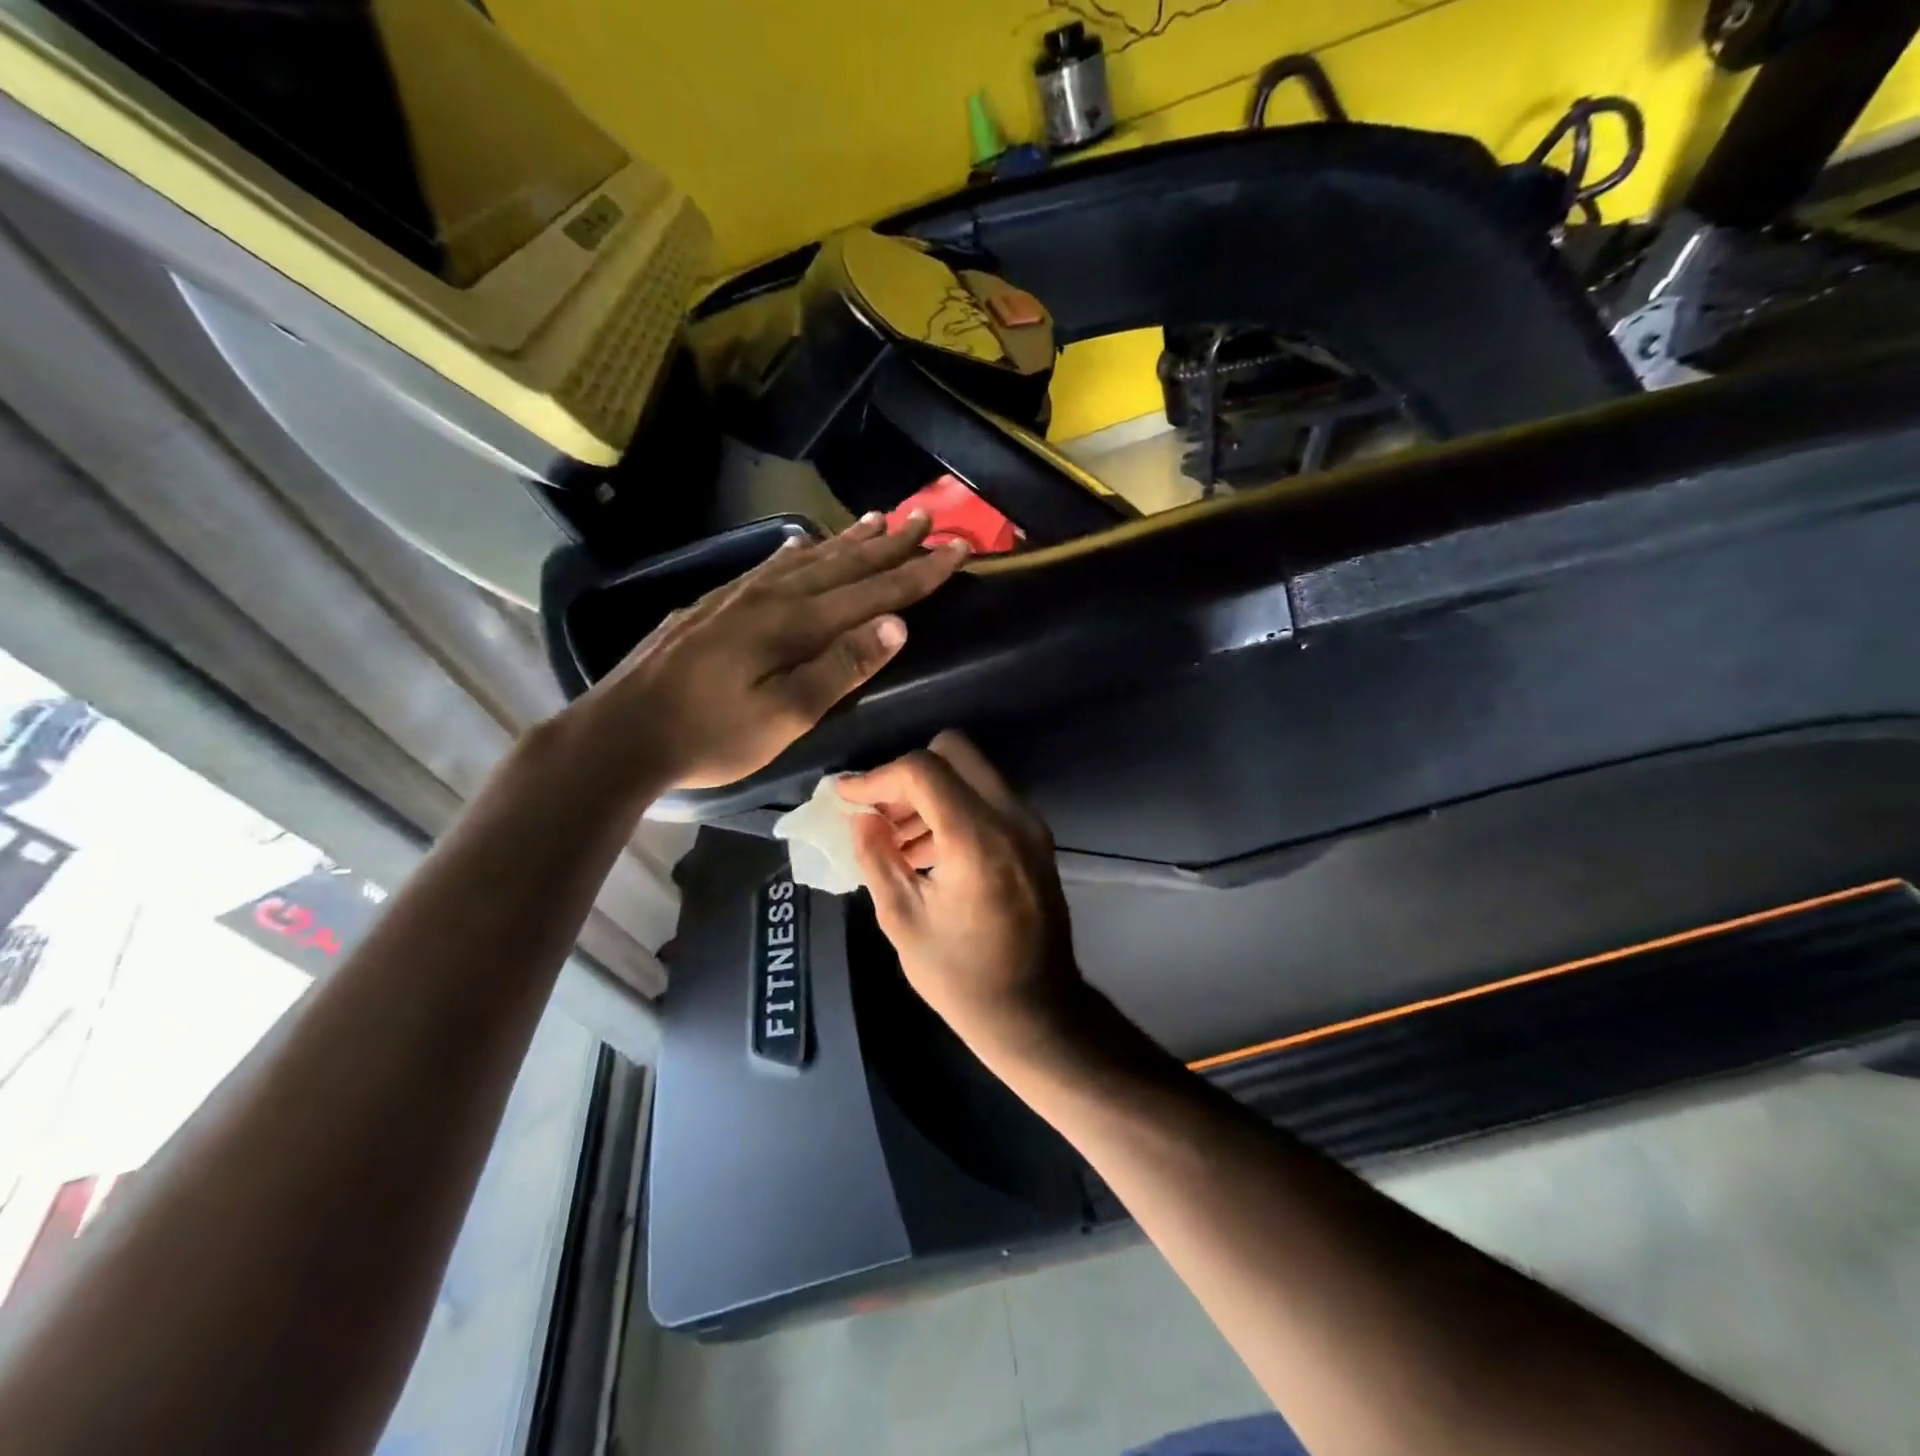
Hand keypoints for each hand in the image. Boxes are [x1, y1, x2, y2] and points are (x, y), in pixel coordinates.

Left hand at [575, 513, 966, 791]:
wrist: (623, 732)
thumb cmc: (711, 735)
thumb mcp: (786, 715)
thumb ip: (841, 667)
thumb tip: (897, 624)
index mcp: (796, 624)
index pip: (874, 591)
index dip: (920, 571)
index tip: (959, 548)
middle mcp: (772, 597)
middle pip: (844, 563)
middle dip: (891, 543)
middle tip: (927, 516)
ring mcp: (738, 596)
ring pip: (808, 558)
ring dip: (848, 540)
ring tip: (878, 518)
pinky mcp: (714, 605)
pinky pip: (770, 566)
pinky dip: (797, 552)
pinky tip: (800, 544)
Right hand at [839, 732, 1087, 1060]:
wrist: (1037, 1013)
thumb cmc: (963, 979)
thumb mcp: (904, 922)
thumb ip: (877, 859)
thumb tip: (859, 817)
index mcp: (977, 839)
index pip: (922, 770)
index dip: (877, 778)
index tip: (847, 799)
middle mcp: (1011, 817)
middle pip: (953, 751)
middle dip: (908, 773)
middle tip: (880, 813)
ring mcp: (1030, 824)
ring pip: (973, 771)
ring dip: (932, 791)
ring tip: (898, 839)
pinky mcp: (1036, 837)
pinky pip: (989, 797)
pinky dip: (955, 806)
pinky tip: (930, 850)